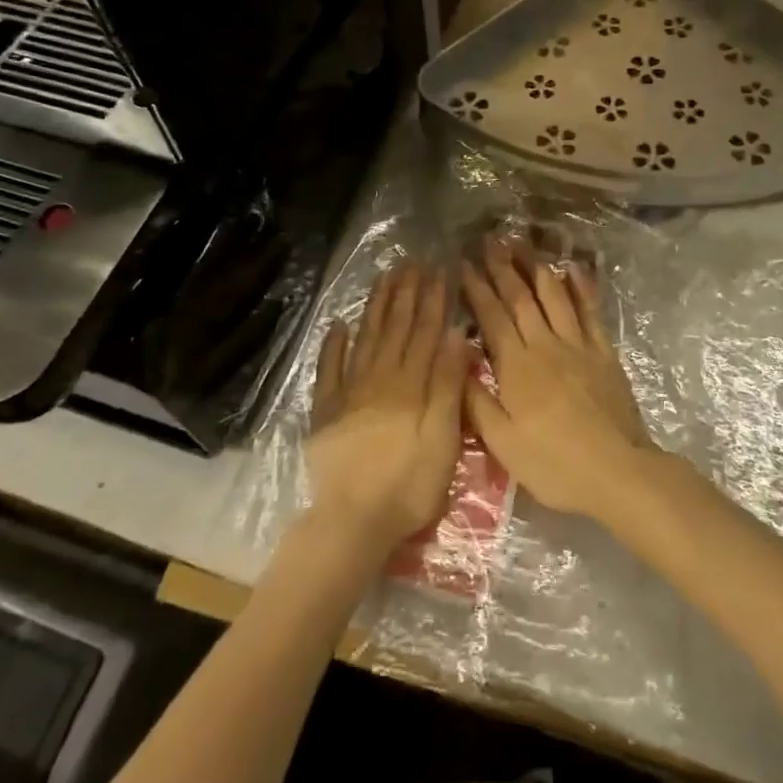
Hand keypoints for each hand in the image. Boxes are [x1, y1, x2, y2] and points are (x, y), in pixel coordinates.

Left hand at [306, 262, 467, 555]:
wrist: (353, 520)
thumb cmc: (409, 484)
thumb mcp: (443, 437)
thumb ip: (448, 384)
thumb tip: (456, 334)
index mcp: (410, 384)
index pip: (425, 332)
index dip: (433, 300)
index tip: (438, 271)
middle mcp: (379, 378)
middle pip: (395, 328)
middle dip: (406, 293)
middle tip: (412, 262)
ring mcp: (349, 392)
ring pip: (365, 338)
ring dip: (376, 307)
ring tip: (384, 278)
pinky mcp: (326, 410)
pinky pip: (329, 369)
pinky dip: (333, 345)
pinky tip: (339, 324)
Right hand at [460, 237, 649, 518]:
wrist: (617, 471)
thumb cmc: (553, 463)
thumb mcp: (502, 443)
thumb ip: (475, 399)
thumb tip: (455, 357)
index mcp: (517, 366)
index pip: (492, 316)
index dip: (477, 288)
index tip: (464, 263)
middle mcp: (545, 344)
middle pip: (521, 298)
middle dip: (503, 267)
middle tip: (490, 240)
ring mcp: (578, 345)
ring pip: (554, 296)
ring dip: (536, 267)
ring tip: (523, 244)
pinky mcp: (603, 352)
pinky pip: (590, 310)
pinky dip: (581, 287)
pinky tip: (573, 268)